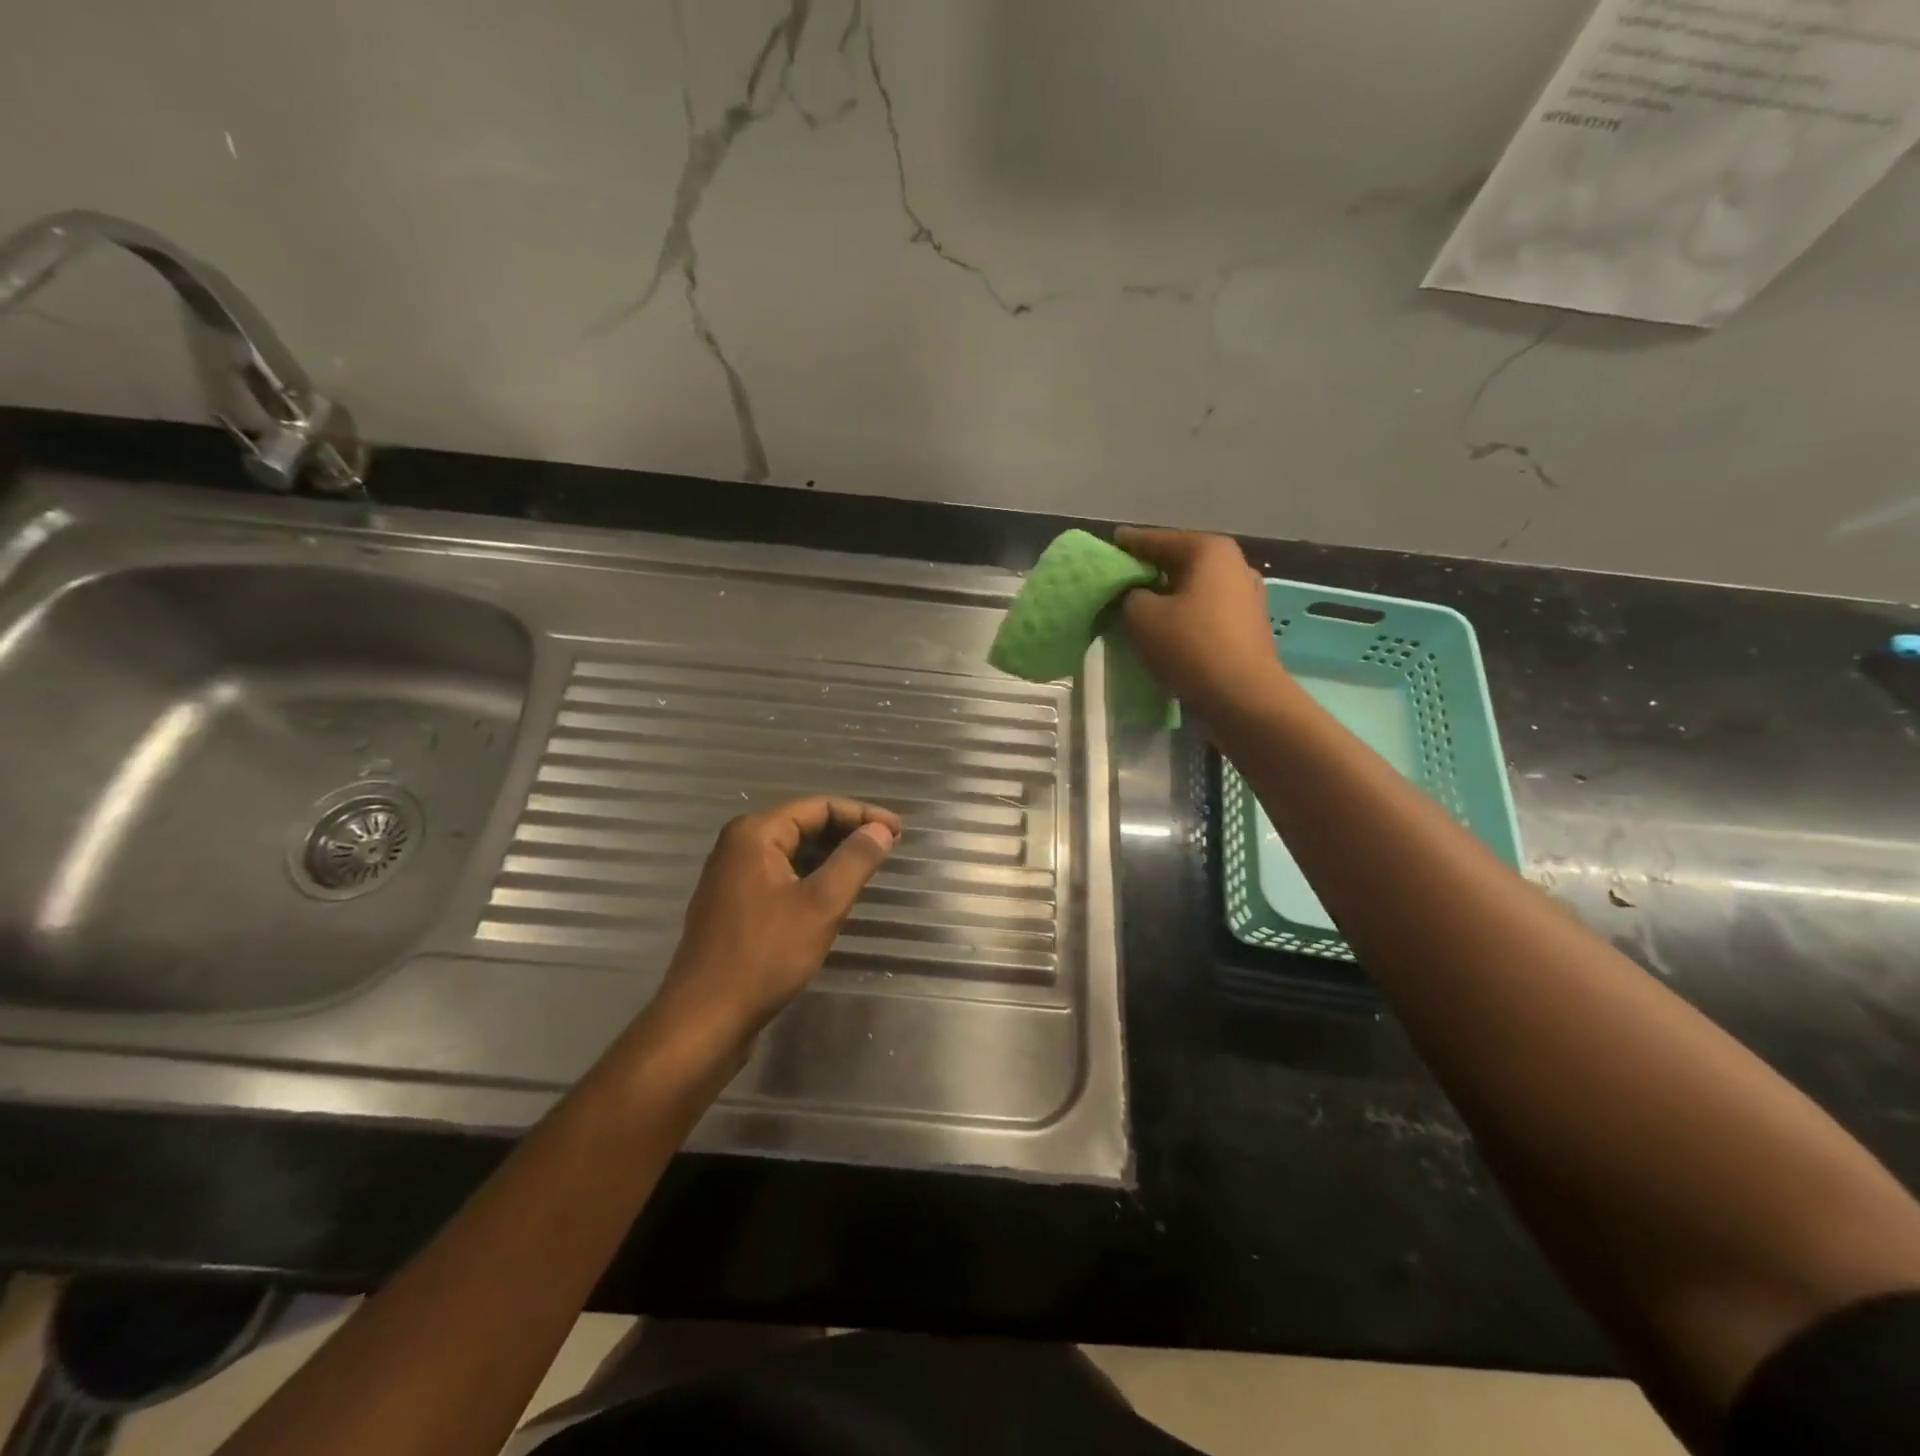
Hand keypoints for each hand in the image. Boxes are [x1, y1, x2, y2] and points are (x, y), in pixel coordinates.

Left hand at [651, 797, 901, 1054]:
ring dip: (830, 858)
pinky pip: (780, 877)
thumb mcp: (821, 905)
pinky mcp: (732, 906)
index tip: (898, 832)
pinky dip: (810, 879)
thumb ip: (854, 861)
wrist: (705, 1019)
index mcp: (754, 834)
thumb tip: (880, 830)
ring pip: (792, 853)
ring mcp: (731, 877)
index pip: (818, 806)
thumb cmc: (765, 955)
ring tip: (867, 870)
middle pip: (803, 825)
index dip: (862, 815)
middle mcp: (737, 846)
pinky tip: (832, 897)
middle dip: (847, 834)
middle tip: (888, 848)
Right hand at [1116, 527, 1285, 718]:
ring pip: (1194, 588)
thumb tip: (1136, 596)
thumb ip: (1128, 595)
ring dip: (1167, 596)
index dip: (1129, 543)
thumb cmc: (1190, 646)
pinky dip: (1184, 614)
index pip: (1158, 540)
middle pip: (1179, 562)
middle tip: (1119, 579)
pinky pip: (1206, 611)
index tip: (1108, 544)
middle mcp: (1234, 564)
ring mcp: (1247, 595)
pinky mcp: (1248, 626)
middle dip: (1149, 570)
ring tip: (1139, 607)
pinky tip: (1167, 628)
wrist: (1243, 697)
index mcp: (1209, 550)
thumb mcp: (1140, 616)